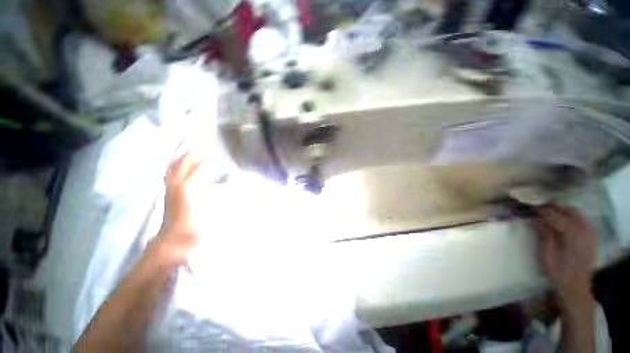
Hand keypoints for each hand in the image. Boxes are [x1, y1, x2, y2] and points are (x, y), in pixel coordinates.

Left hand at [153, 149, 206, 261]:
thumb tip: (214, 179)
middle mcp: (177, 185)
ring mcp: (170, 189)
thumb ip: (211, 193)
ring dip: (181, 158)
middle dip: (191, 154)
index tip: (211, 152)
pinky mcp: (168, 194)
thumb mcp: (208, 208)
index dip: (204, 159)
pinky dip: (174, 167)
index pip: (197, 168)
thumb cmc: (195, 225)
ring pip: (173, 168)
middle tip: (201, 147)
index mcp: (188, 188)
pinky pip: (169, 175)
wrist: (174, 240)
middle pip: (183, 164)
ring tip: (188, 152)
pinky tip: (178, 166)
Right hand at [535, 204, 596, 305]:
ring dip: (563, 210)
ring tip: (550, 210)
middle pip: (569, 211)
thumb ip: (546, 235)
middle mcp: (584, 231)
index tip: (532, 208)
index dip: (543, 211)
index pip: (556, 216)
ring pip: (577, 213)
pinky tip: (564, 218)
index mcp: (572, 236)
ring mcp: (590, 233)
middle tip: (539, 207)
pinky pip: (582, 220)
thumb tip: (539, 219)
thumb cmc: (559, 272)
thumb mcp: (548, 255)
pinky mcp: (592, 236)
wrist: (577, 287)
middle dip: (554, 207)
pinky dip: (572, 215)